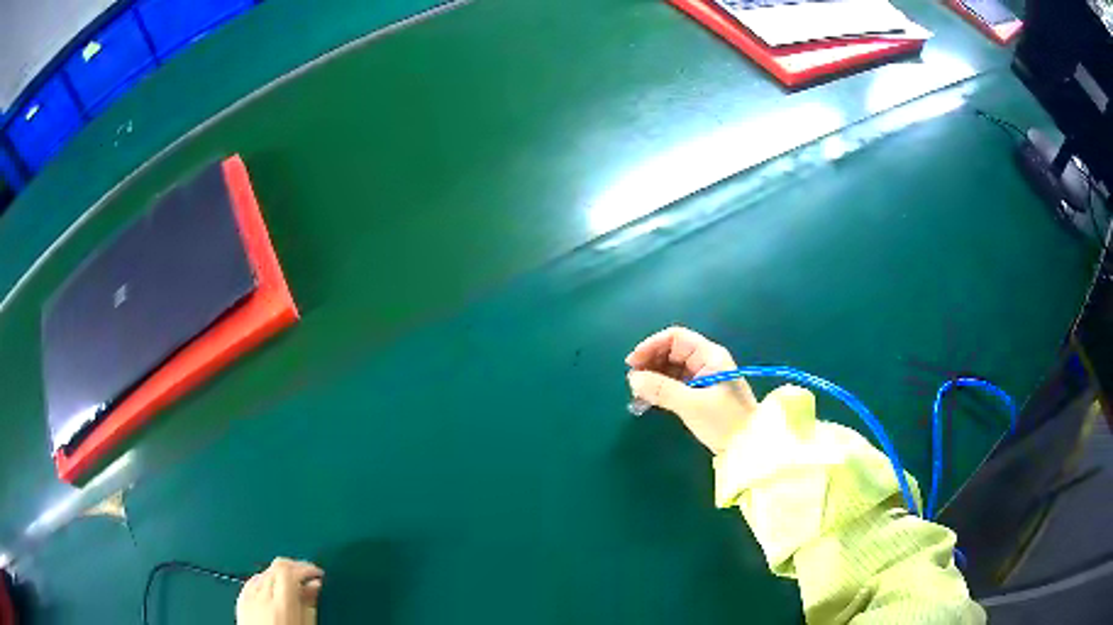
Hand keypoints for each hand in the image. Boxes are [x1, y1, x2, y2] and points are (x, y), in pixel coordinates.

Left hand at [236, 558, 323, 624]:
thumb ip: (309, 603)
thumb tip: (314, 584)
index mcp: (281, 604)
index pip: (288, 569)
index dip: (304, 567)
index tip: (316, 573)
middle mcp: (261, 596)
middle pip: (275, 567)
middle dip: (294, 569)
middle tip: (308, 578)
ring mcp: (247, 597)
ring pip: (264, 573)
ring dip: (279, 575)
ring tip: (292, 587)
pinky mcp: (240, 601)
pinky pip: (252, 582)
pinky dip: (264, 582)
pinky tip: (273, 592)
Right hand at [626, 327, 757, 453]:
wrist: (750, 447)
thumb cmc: (725, 421)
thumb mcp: (692, 404)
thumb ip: (662, 389)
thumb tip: (633, 378)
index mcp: (710, 356)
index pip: (676, 338)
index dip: (652, 346)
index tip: (633, 363)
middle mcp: (707, 362)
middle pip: (672, 351)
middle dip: (650, 361)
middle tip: (632, 380)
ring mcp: (705, 378)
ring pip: (672, 368)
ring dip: (654, 376)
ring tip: (638, 392)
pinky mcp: (702, 394)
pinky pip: (676, 383)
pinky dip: (661, 388)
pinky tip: (649, 399)